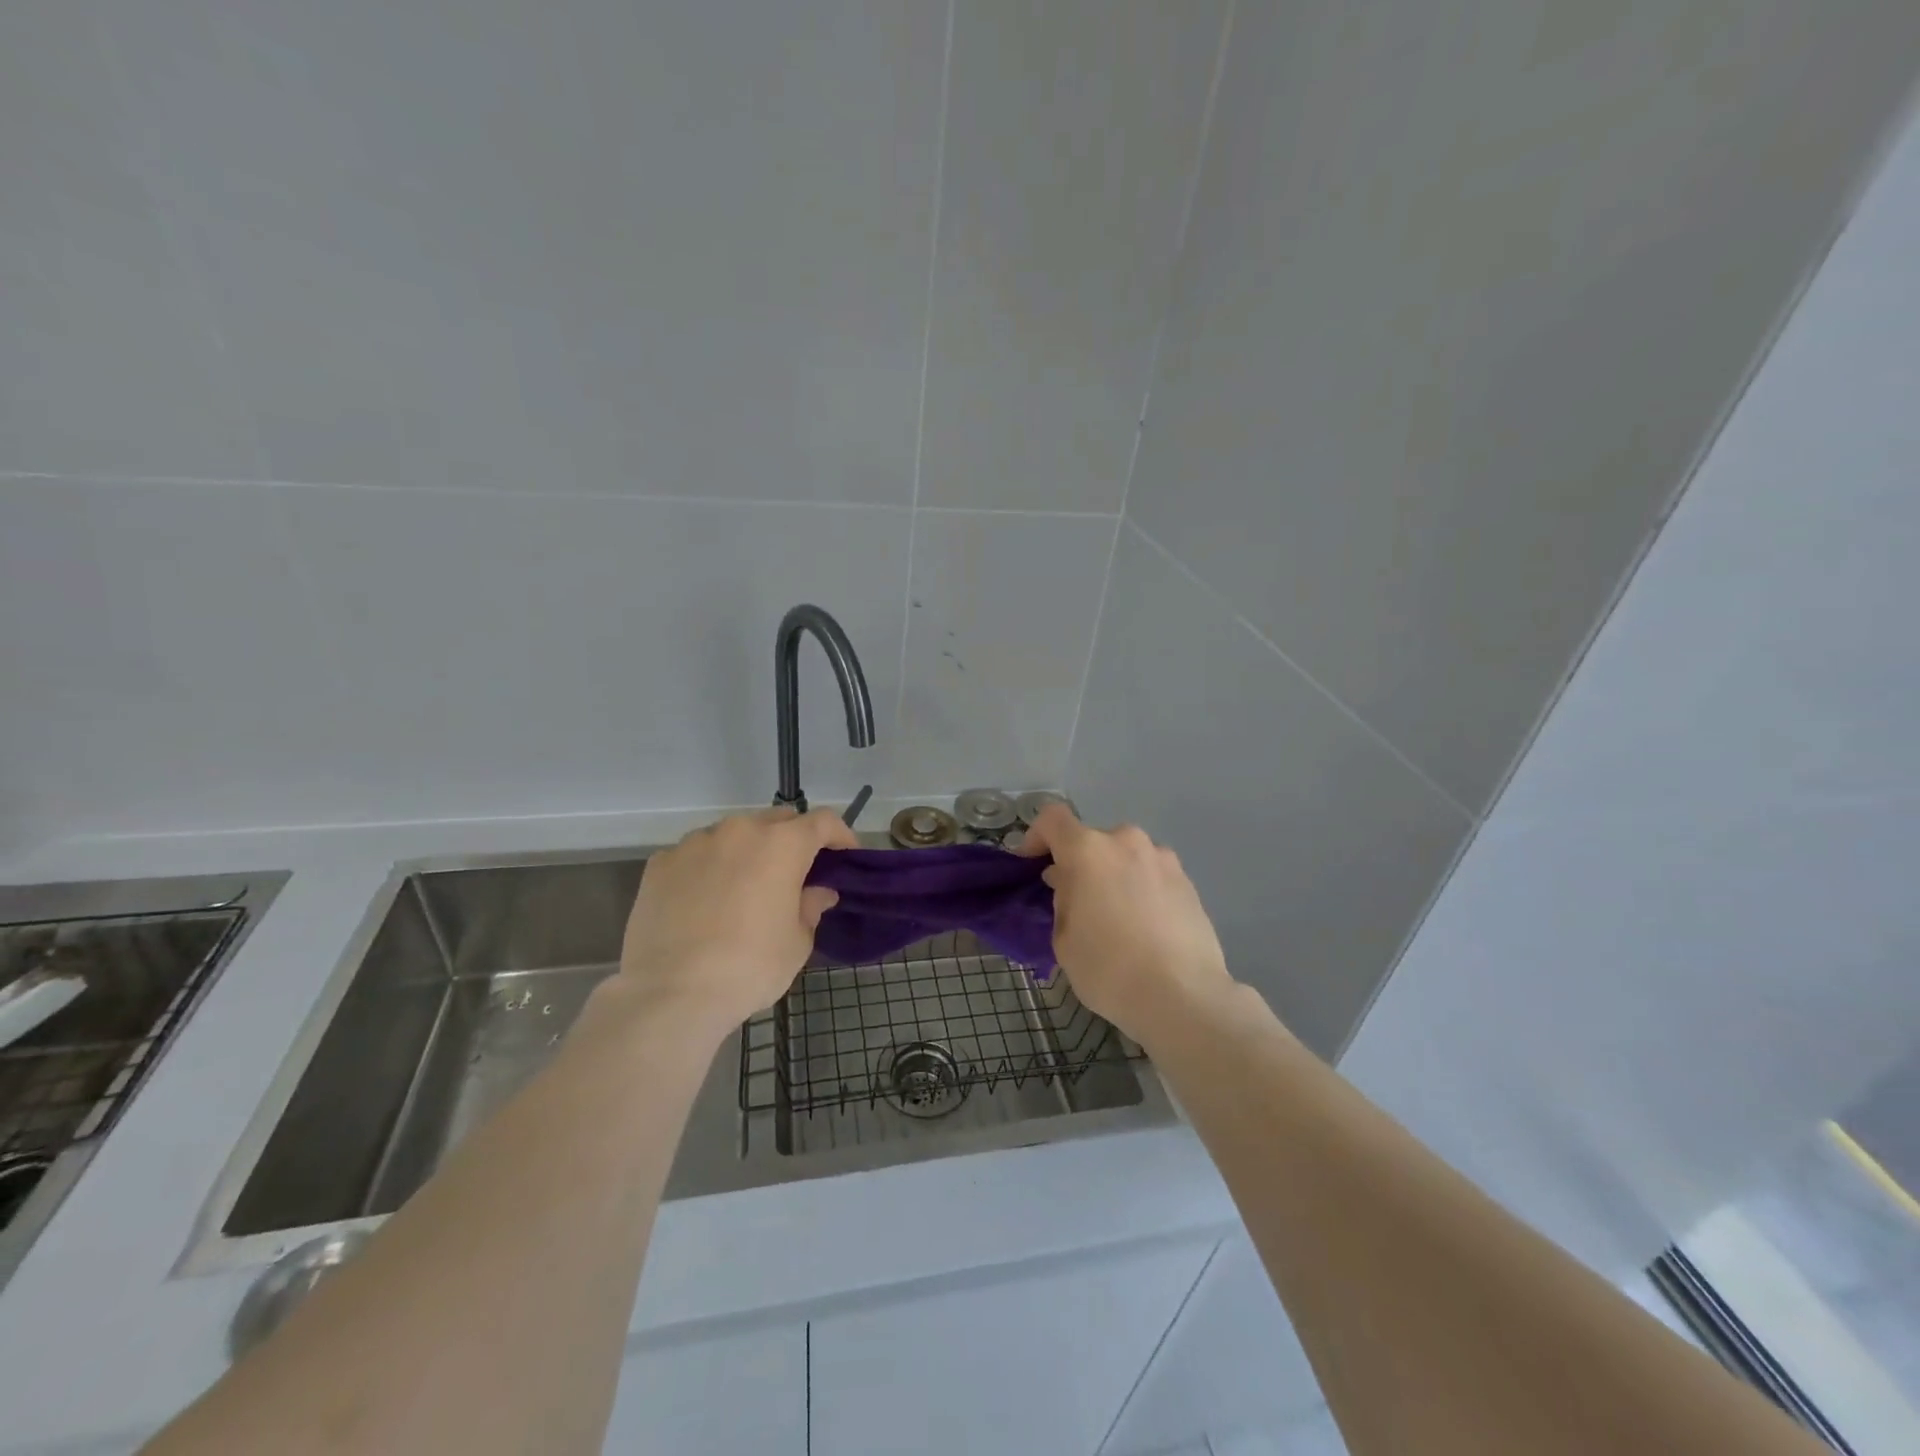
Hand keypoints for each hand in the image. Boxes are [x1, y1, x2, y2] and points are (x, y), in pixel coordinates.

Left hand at [618, 807, 857, 1036]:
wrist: (672, 993)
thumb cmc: (750, 967)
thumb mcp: (797, 942)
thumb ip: (810, 907)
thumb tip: (817, 892)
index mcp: (782, 844)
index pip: (822, 821)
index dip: (839, 835)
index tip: (844, 855)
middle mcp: (740, 830)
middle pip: (777, 820)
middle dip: (792, 840)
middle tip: (795, 874)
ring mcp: (696, 842)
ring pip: (733, 835)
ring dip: (747, 852)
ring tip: (744, 888)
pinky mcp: (661, 862)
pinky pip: (696, 855)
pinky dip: (709, 868)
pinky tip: (705, 901)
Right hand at [1018, 805, 1234, 1044]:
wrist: (1184, 997)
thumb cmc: (1109, 969)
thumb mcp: (1063, 940)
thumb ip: (1062, 901)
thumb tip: (1072, 887)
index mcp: (1088, 850)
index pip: (1052, 819)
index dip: (1036, 836)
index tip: (1032, 865)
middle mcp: (1126, 842)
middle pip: (1092, 841)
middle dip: (1079, 864)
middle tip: (1076, 902)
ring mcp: (1163, 859)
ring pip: (1125, 857)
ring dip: (1113, 875)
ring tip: (1115, 917)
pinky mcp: (1188, 881)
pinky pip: (1151, 875)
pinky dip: (1140, 890)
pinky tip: (1144, 928)